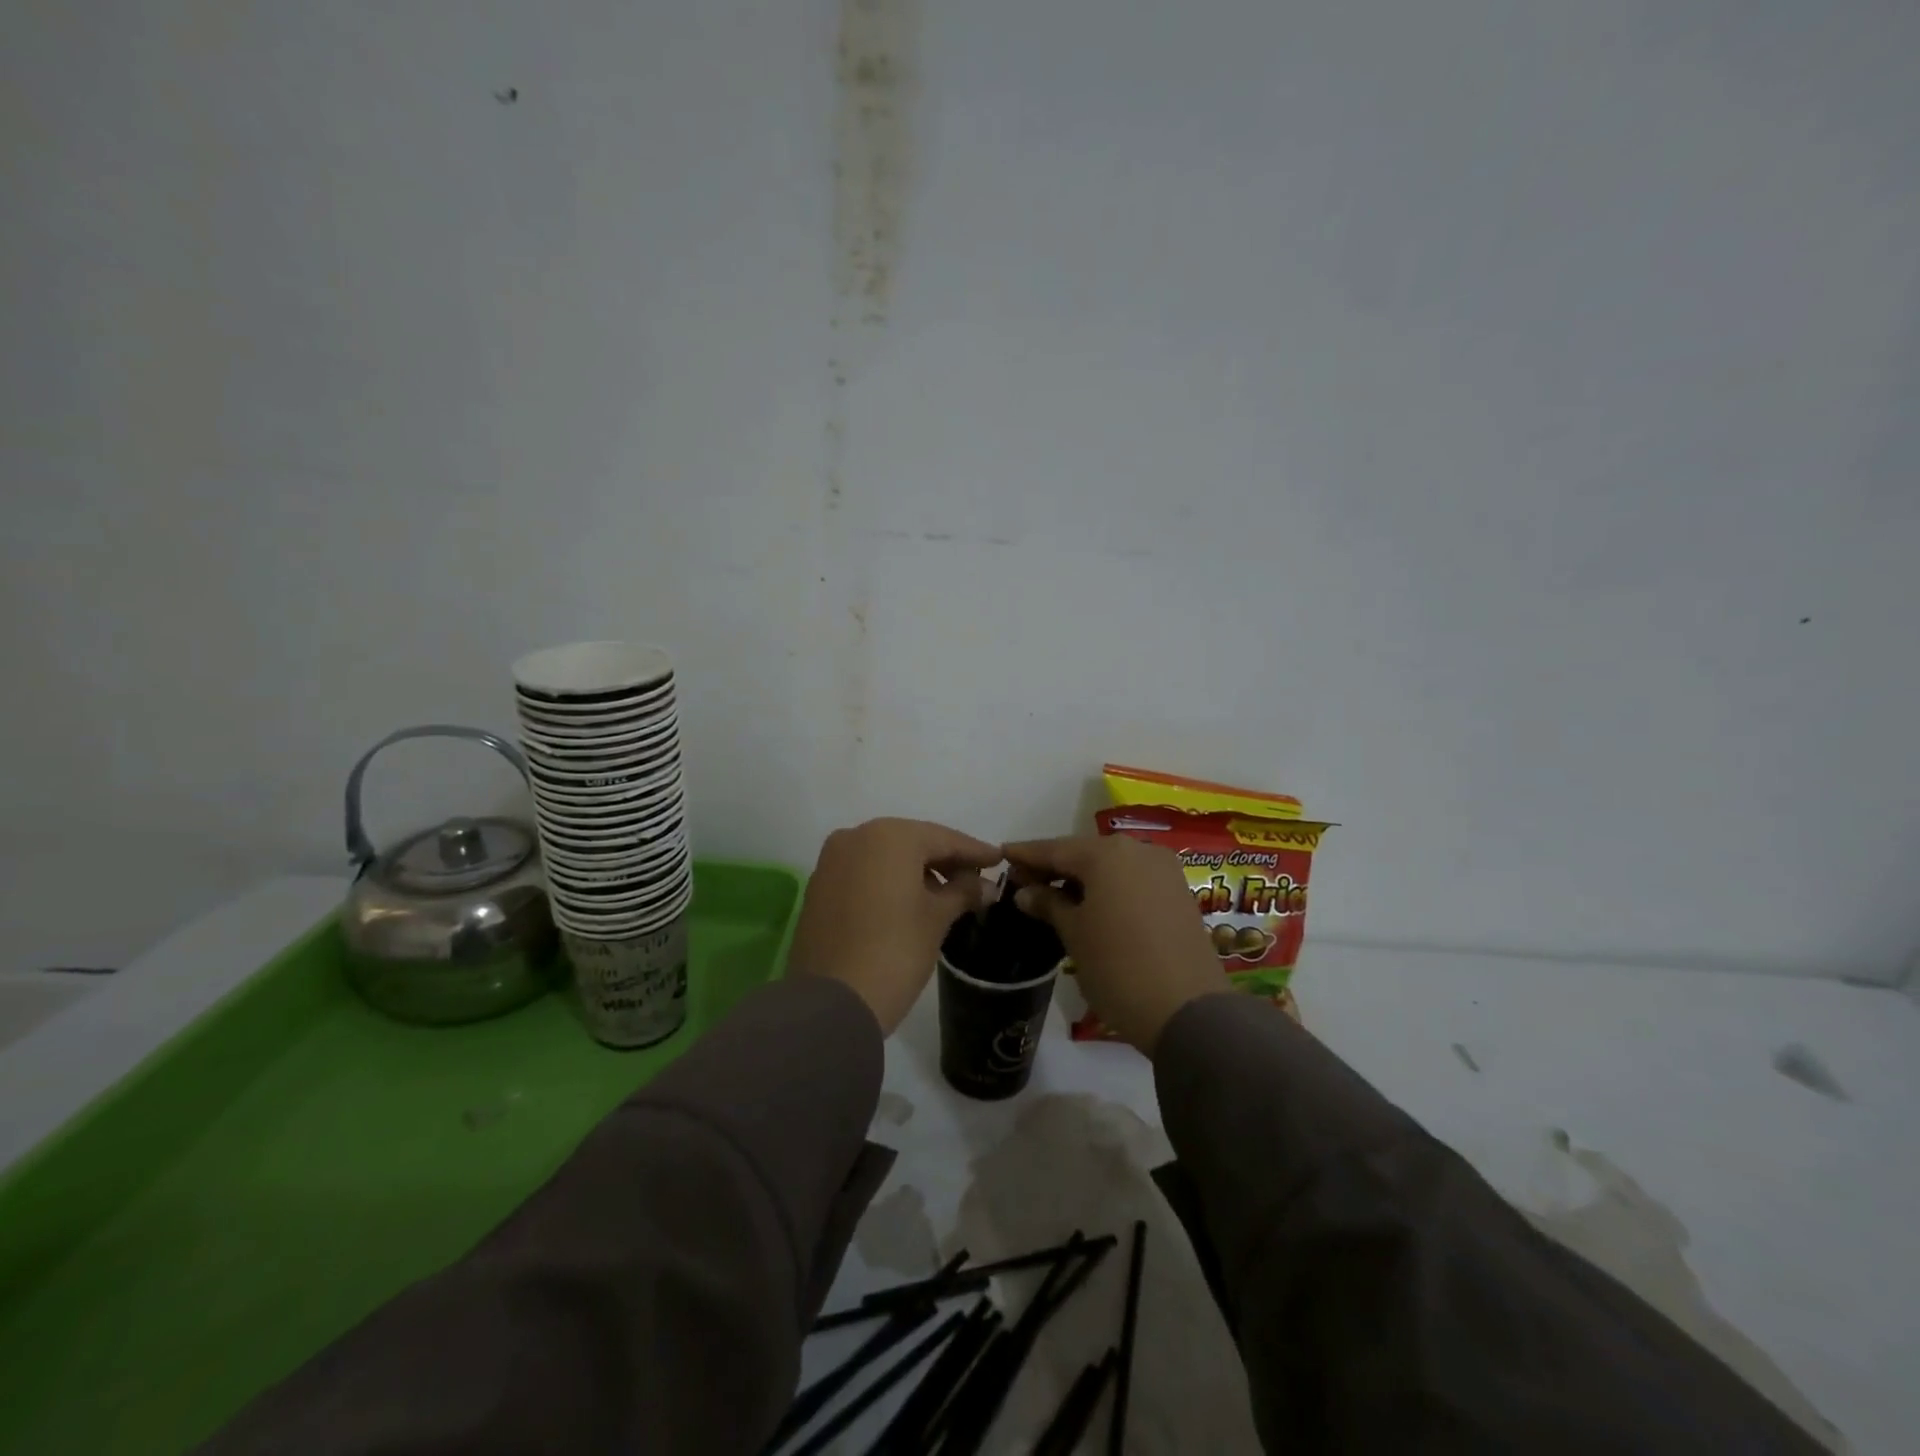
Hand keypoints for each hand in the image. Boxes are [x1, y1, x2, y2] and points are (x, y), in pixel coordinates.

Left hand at [788, 818, 1001, 1034]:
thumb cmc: (895, 951)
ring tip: (947, 894)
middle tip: (976, 880)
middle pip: (913, 842)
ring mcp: (832, 861)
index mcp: (890, 836)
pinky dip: (889, 881)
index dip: (974, 851)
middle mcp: (856, 836)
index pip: (943, 838)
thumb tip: (986, 886)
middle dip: (945, 860)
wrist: (831, 1003)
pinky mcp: (819, 887)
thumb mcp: (937, 918)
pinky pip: (864, 873)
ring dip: (917, 871)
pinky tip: (910, 901)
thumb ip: (963, 892)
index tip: (999, 860)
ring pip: (886, 857)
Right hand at [1003, 834, 1228, 1054]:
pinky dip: (1109, 888)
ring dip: (1082, 878)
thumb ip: (1048, 904)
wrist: (1189, 1013)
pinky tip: (1091, 905)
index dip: (1026, 854)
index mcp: (1106, 854)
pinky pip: (1132, 880)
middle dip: (1054, 866)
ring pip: (1111, 866)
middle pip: (1084, 853)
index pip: (1054, 848)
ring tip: (1054, 897)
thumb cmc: (1118, 968)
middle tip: (1024, 882)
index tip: (1001, 855)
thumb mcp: (1074, 934)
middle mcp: (1138, 850)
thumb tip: (1025, 891)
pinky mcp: (1179, 893)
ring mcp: (1164, 870)